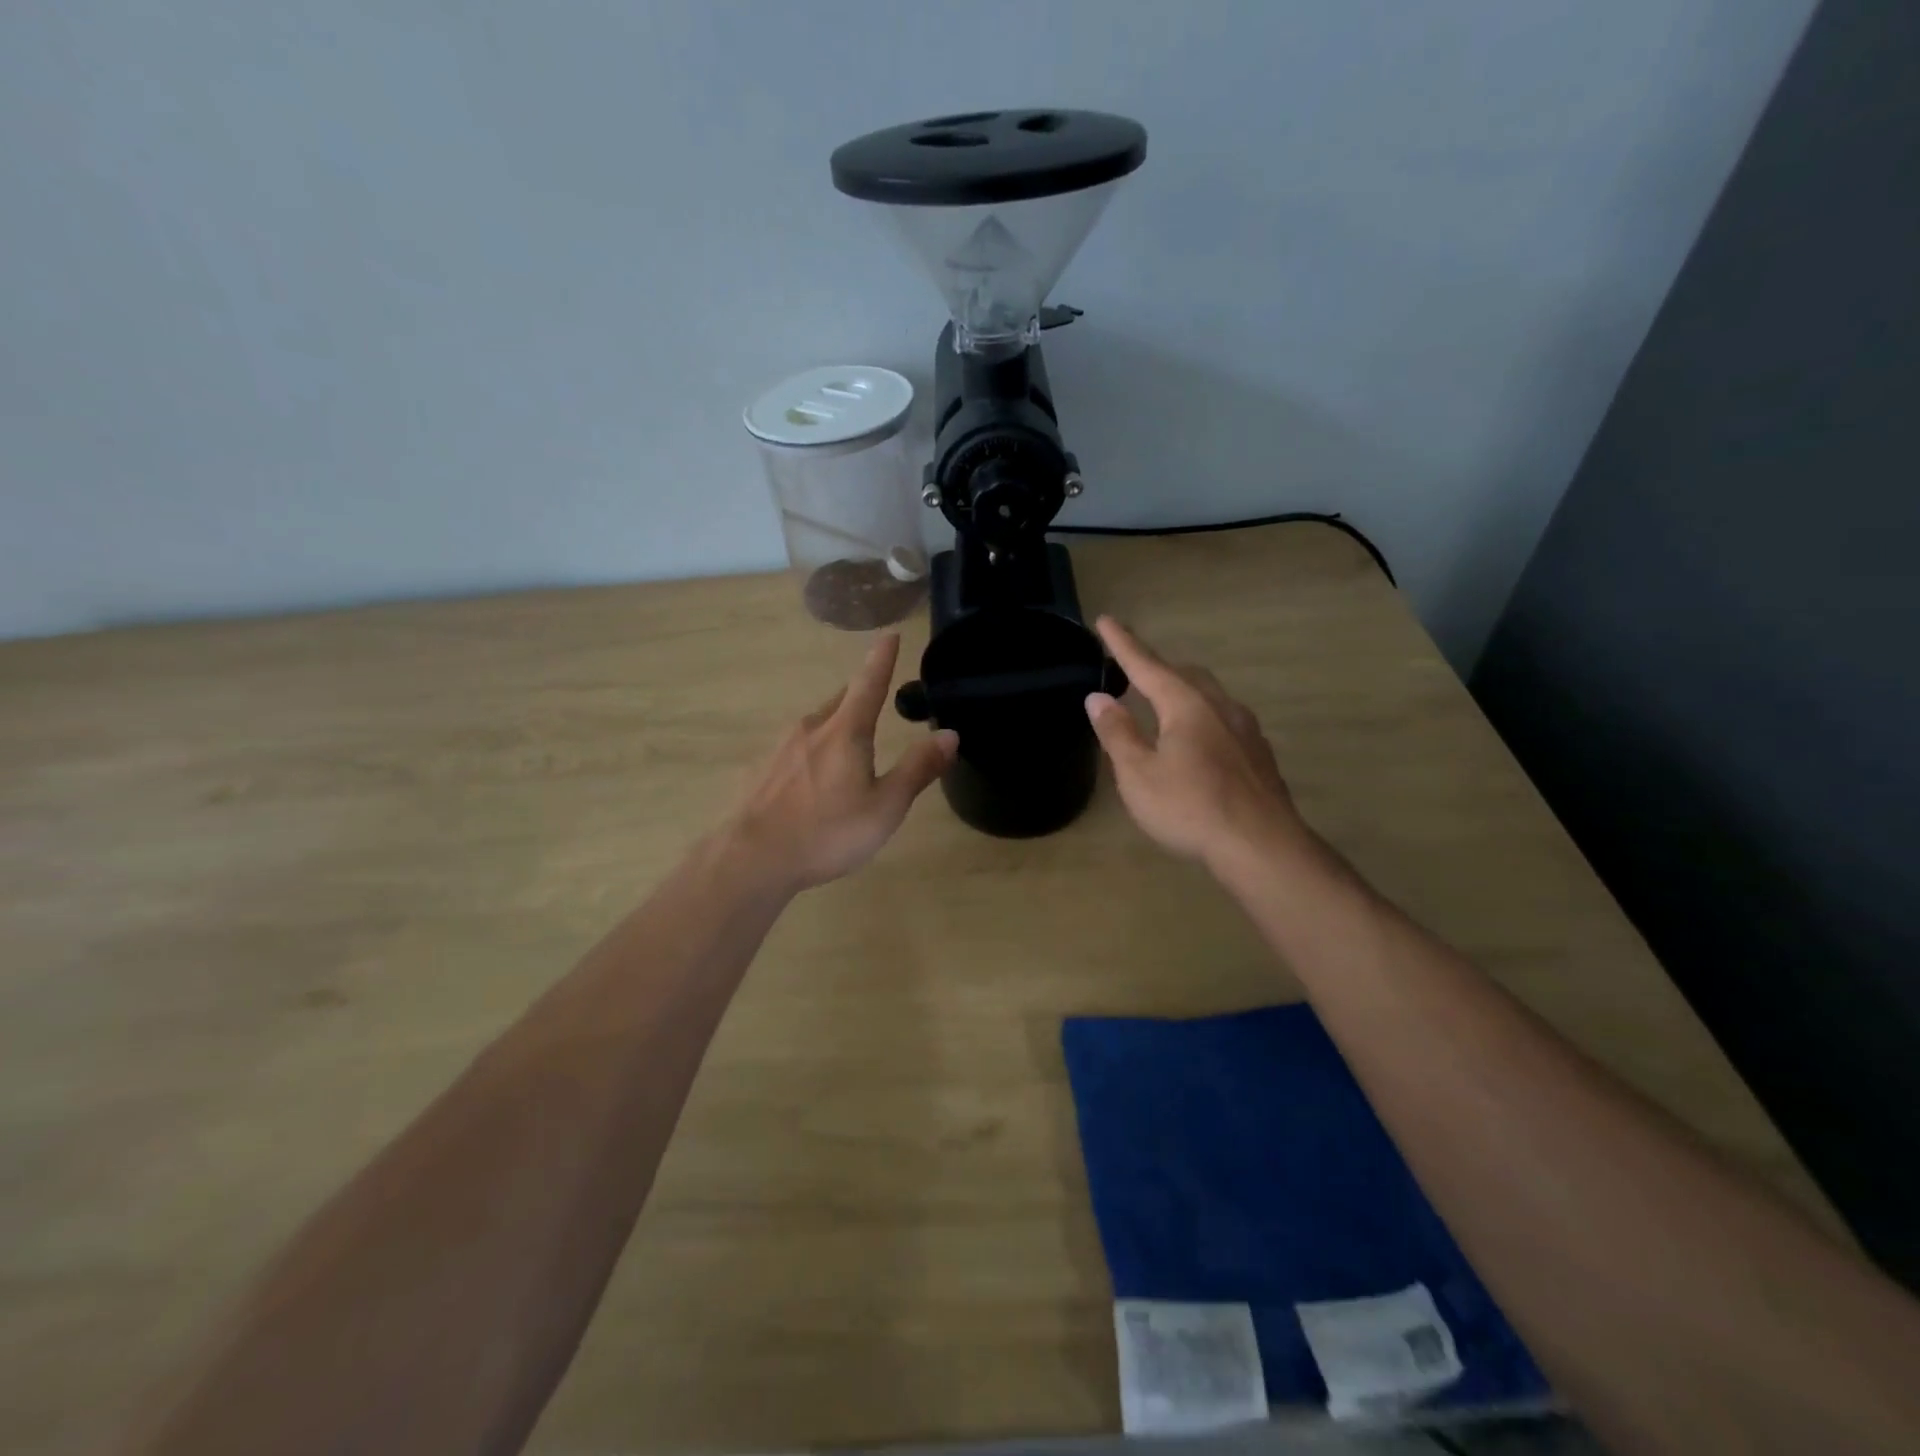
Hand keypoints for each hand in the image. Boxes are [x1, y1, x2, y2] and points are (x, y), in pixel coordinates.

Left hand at [725, 634, 957, 892]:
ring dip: (835, 727)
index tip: (890, 634)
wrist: (753, 858)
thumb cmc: (828, 832)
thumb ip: (917, 769)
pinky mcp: (761, 770)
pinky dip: (811, 754)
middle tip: (875, 699)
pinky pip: (795, 750)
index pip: (869, 683)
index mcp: (845, 732)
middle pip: (841, 702)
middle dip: (860, 696)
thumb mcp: (886, 806)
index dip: (882, 659)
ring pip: (816, 725)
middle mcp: (811, 728)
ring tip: (848, 748)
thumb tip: (949, 734)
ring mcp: (781, 748)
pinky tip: (811, 781)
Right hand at [1084, 617, 1304, 865]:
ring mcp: (1245, 729)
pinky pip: (1223, 719)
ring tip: (1161, 705)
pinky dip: (1200, 717)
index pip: (1147, 665)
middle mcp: (1220, 706)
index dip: (1123, 644)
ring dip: (1181, 691)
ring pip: (1208, 696)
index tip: (1106, 620)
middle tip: (1131, 672)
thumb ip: (1117, 732)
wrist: (1261, 845)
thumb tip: (1098, 698)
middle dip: (1156, 668)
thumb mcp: (1138, 774)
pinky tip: (1196, 742)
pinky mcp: (1258, 754)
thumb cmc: (1190, 807)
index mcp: (1186, 705)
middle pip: (1184, 675)